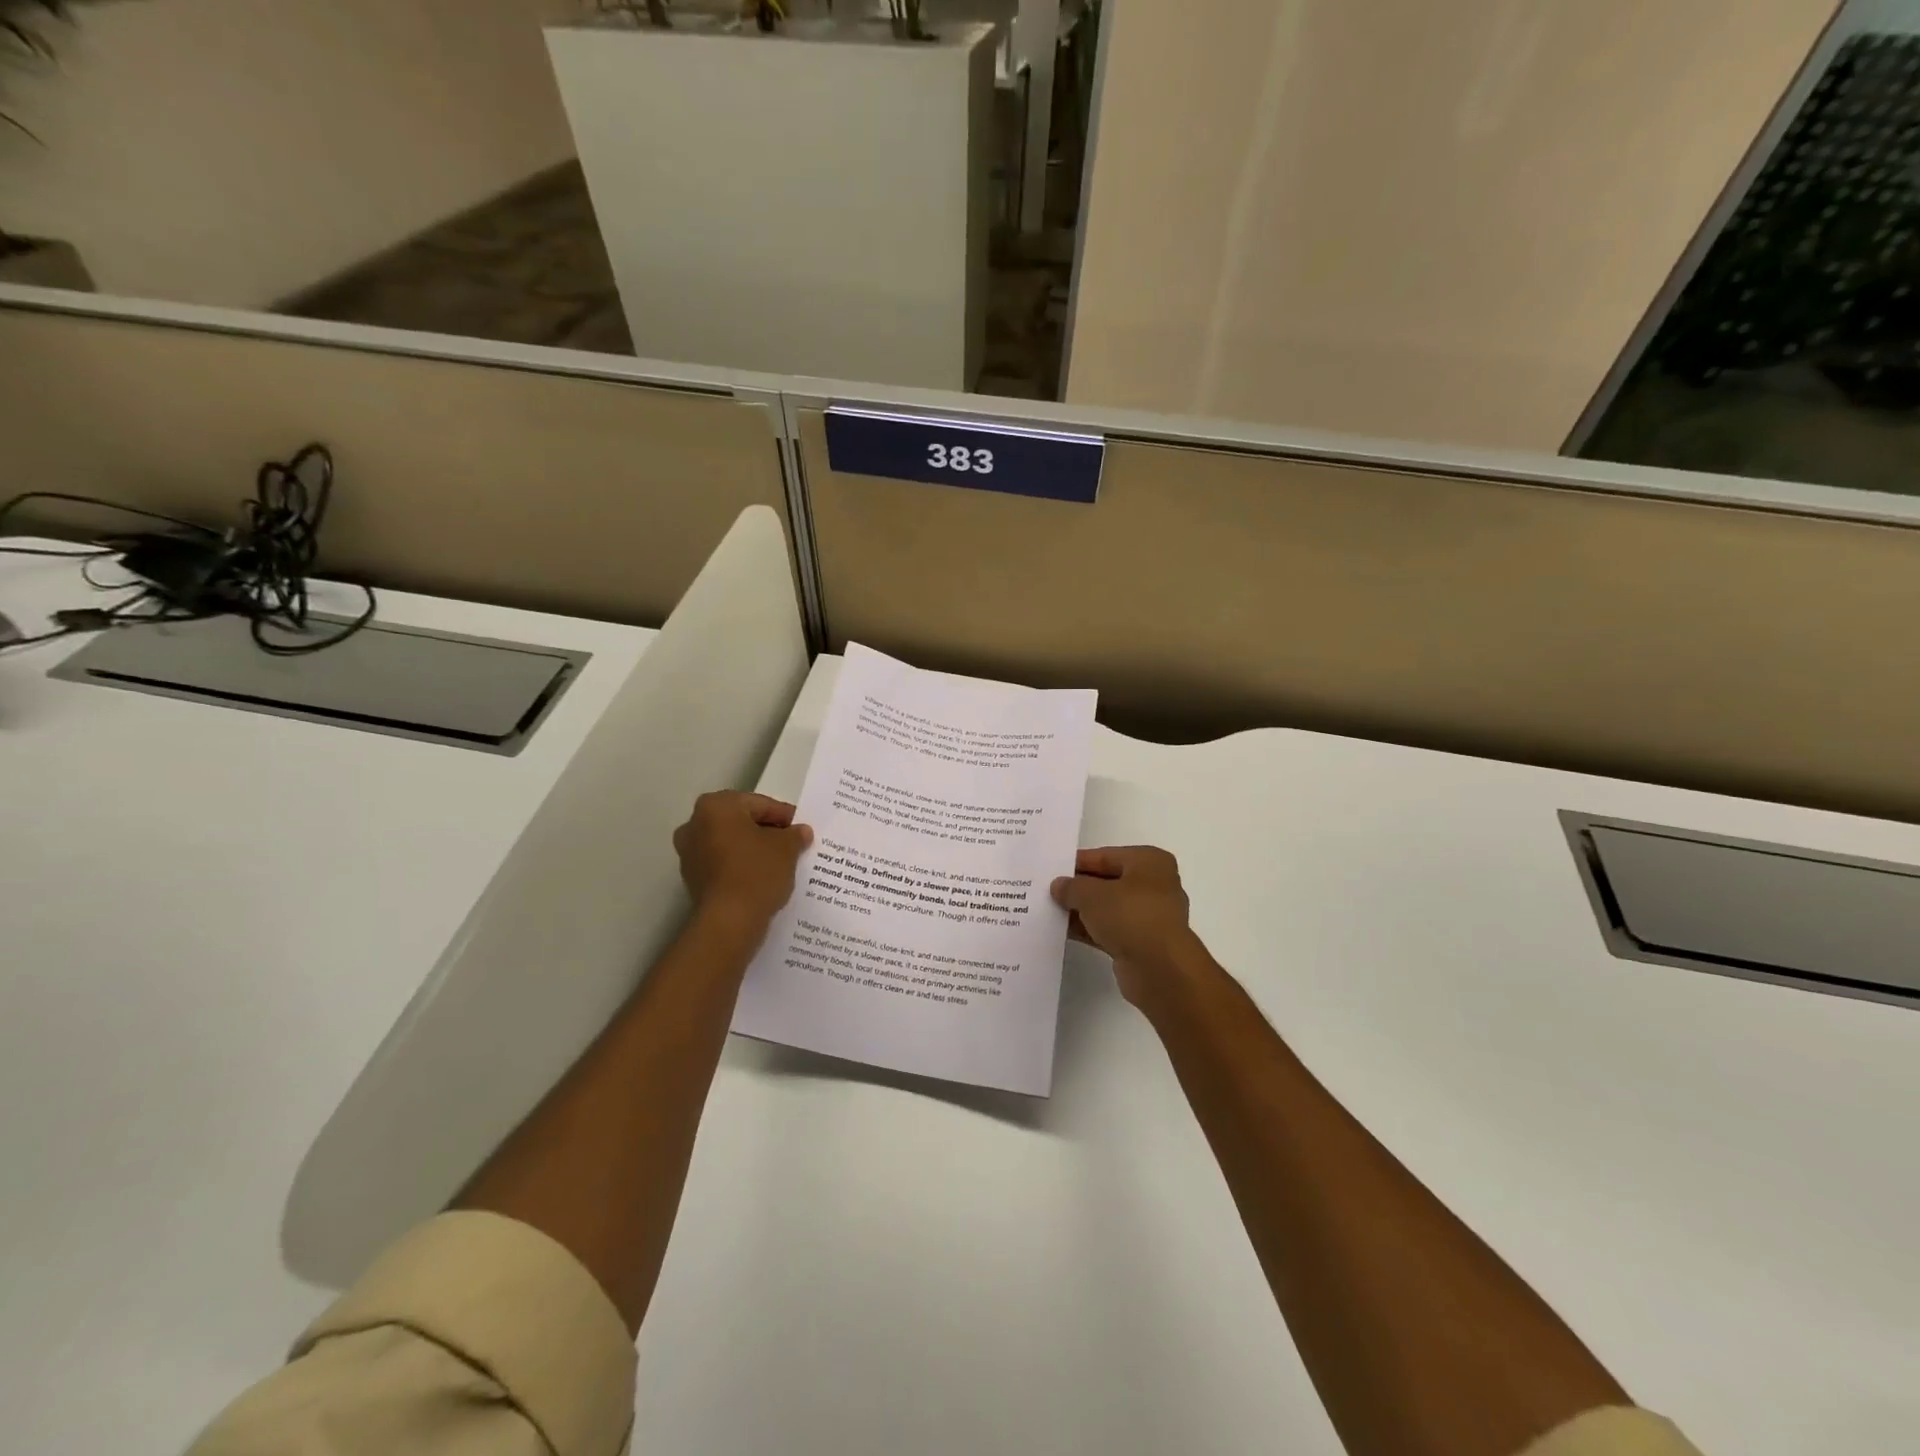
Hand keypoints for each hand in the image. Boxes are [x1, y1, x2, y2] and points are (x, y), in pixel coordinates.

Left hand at [673, 791, 812, 927]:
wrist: (729, 921)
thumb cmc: (757, 872)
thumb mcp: (786, 848)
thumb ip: (794, 835)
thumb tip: (800, 832)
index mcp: (716, 806)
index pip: (759, 804)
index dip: (784, 816)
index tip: (801, 828)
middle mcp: (695, 824)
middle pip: (741, 822)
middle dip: (766, 831)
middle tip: (792, 843)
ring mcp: (689, 853)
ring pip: (731, 843)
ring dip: (753, 849)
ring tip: (780, 862)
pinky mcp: (692, 878)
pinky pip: (723, 863)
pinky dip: (741, 866)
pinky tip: (762, 878)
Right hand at [1050, 846, 1202, 1006]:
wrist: (1160, 969)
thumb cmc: (1130, 916)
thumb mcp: (1091, 894)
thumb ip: (1071, 887)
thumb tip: (1059, 886)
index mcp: (1149, 862)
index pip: (1105, 856)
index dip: (1077, 862)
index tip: (1052, 870)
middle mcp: (1154, 885)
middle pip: (1108, 881)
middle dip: (1079, 888)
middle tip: (1047, 891)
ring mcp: (1150, 916)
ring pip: (1108, 908)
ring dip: (1082, 911)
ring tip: (1050, 911)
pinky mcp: (1142, 943)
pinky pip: (1110, 930)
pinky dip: (1090, 930)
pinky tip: (1063, 932)